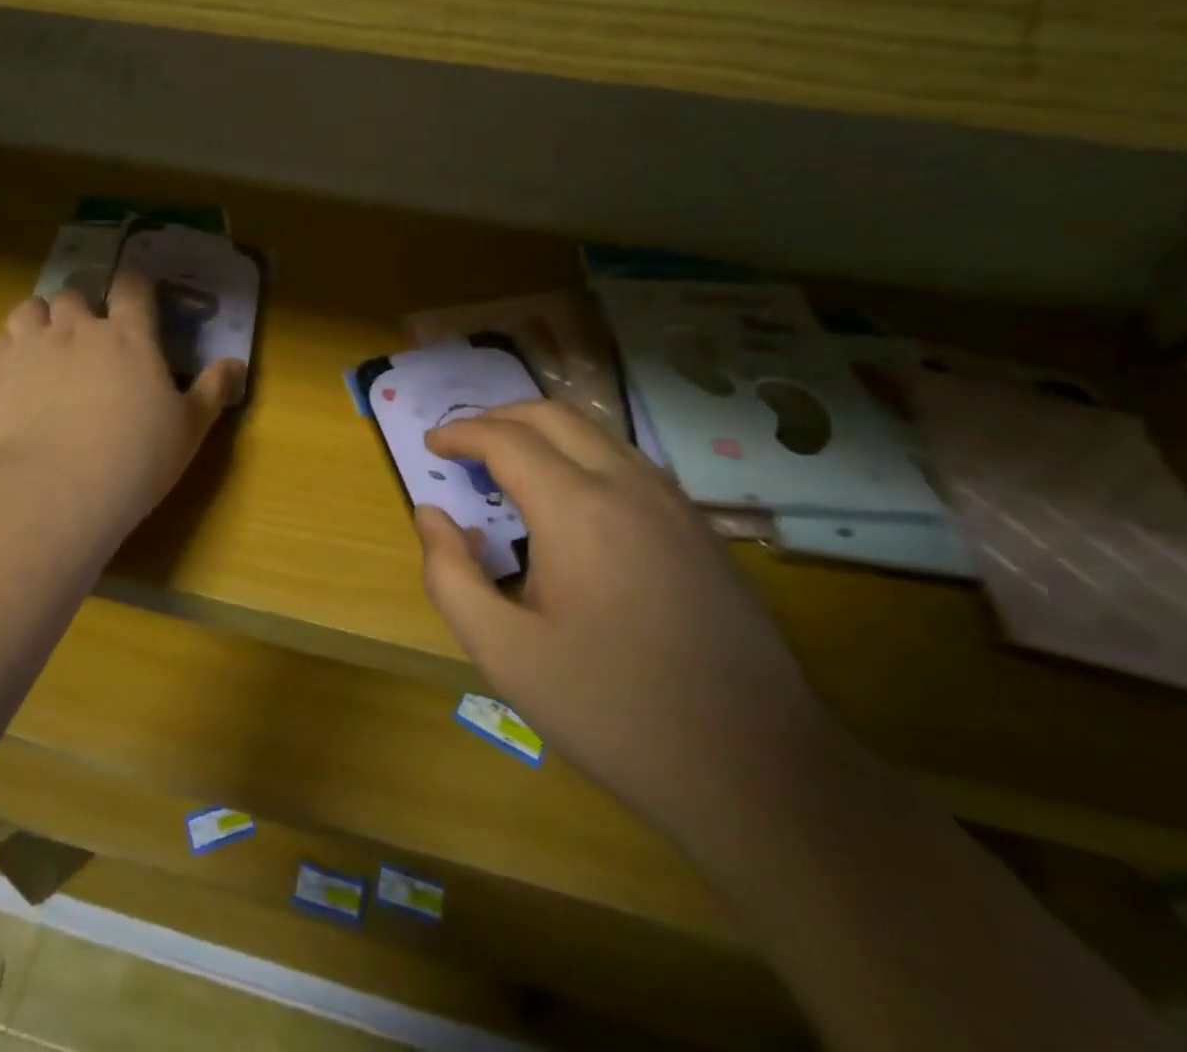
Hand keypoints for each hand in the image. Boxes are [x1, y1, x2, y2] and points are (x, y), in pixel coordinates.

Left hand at [0, 267, 245, 539]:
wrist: (57, 487)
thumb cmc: (136, 456)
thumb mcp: (189, 428)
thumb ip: (213, 390)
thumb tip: (237, 364)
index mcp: (130, 336)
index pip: (132, 287)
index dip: (133, 283)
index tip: (134, 289)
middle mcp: (78, 329)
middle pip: (74, 295)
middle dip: (81, 308)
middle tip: (87, 335)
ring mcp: (32, 346)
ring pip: (30, 308)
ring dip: (40, 318)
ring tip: (46, 342)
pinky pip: (0, 342)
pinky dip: (9, 349)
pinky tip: (17, 373)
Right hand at [416, 400, 839, 848]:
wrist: (755, 769)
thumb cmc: (612, 709)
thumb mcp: (504, 653)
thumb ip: (450, 576)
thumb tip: (432, 516)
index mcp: (577, 509)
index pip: (506, 439)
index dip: (461, 433)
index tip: (431, 443)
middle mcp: (628, 486)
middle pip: (553, 416)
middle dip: (499, 418)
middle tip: (463, 444)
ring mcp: (673, 504)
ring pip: (597, 433)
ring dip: (543, 433)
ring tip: (509, 464)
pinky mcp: (699, 528)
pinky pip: (628, 463)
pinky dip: (582, 455)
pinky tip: (571, 501)